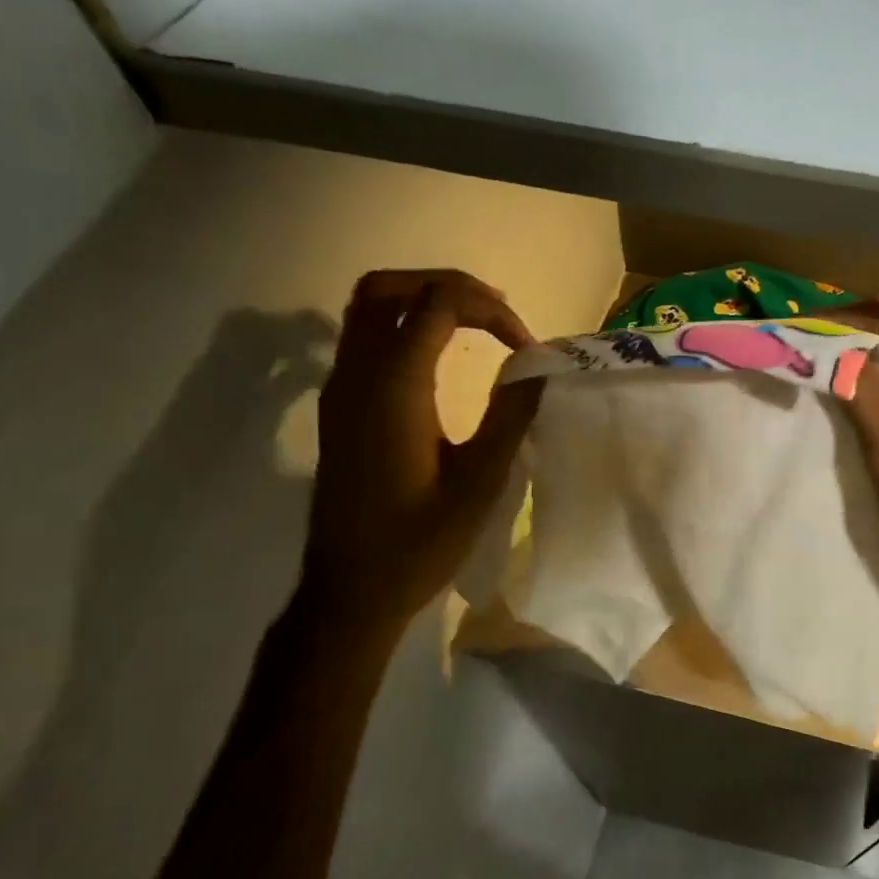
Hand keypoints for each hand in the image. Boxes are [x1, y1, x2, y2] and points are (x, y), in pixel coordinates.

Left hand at [302, 269, 541, 625]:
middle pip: (387, 288)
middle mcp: (356, 376)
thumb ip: (511, 415)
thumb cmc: (419, 543)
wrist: (350, 592)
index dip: (489, 310)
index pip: (436, 304)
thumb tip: (539, 366)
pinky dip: (405, 325)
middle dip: (448, 286)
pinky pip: (364, 338)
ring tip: (476, 325)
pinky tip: (442, 358)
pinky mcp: (339, 407)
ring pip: (368, 308)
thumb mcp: (481, 482)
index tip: (526, 347)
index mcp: (393, 389)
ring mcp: (340, 390)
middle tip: (497, 316)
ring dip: (422, 301)